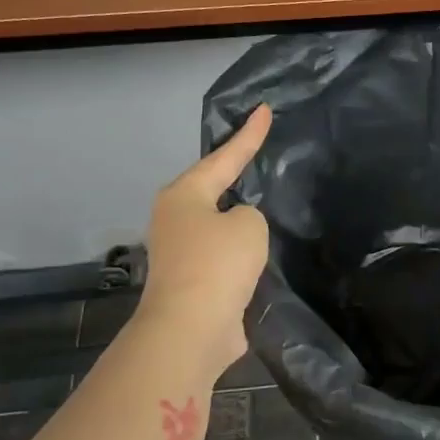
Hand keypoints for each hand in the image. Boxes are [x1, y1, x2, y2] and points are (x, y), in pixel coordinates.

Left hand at [138, 105, 273, 375]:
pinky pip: (223, 256)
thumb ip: (250, 215)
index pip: (224, 157)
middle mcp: (175, 219)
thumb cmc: (217, 264)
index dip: (249, 135)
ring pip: (217, 225)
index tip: (264, 109)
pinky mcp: (192, 283)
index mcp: (184, 195)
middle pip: (212, 189)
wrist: (190, 330)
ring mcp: (180, 253)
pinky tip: (258, 252)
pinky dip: (240, 252)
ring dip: (237, 219)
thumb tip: (239, 230)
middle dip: (234, 174)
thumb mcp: (249, 225)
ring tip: (264, 202)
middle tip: (259, 154)